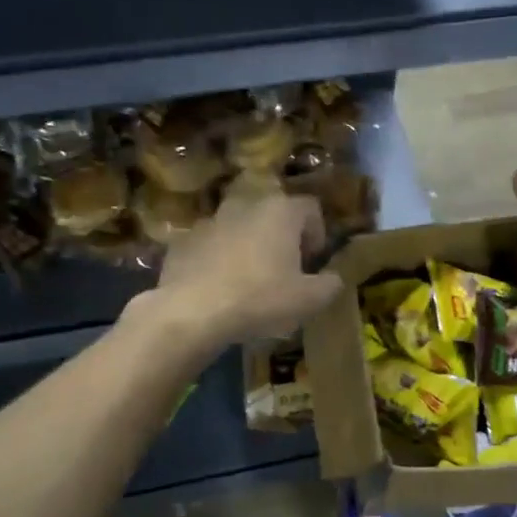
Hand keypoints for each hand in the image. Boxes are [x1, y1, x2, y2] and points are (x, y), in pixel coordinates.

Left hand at [138, 191, 343, 350]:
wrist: (191, 311)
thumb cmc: (260, 299)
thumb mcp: (308, 300)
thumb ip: (329, 285)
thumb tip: (333, 278)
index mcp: (280, 212)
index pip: (310, 208)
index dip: (317, 233)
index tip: (312, 261)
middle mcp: (245, 205)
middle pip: (272, 213)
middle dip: (281, 237)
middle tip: (284, 269)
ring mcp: (210, 221)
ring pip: (239, 227)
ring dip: (248, 246)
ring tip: (249, 280)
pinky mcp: (183, 241)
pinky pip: (210, 246)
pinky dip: (218, 260)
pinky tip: (219, 288)